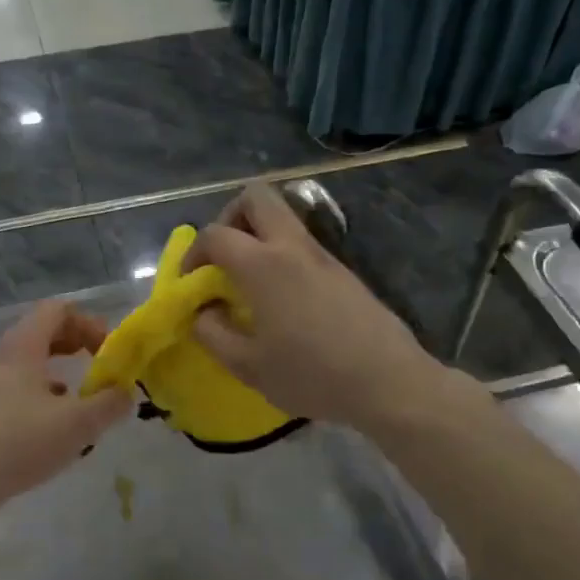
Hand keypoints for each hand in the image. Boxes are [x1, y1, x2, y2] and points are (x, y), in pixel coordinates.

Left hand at [0, 300, 132, 518]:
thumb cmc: (21, 443)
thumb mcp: (78, 424)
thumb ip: (109, 404)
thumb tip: (126, 393)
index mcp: (21, 347)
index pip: (56, 310)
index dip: (88, 322)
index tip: (109, 347)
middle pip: (41, 332)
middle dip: (75, 342)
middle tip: (100, 362)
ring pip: (28, 361)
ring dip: (58, 368)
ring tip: (80, 393)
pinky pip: (16, 385)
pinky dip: (40, 390)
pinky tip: (53, 420)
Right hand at [184, 185, 446, 430]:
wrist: (387, 381)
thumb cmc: (311, 374)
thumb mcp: (248, 366)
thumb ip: (213, 334)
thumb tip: (202, 312)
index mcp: (263, 265)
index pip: (216, 234)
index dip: (193, 253)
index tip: (191, 282)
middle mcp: (293, 247)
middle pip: (257, 197)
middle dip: (230, 217)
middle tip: (222, 257)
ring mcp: (323, 255)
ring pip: (284, 217)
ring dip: (258, 235)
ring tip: (249, 281)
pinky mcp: (344, 271)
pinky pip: (303, 244)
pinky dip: (282, 254)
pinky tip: (282, 299)